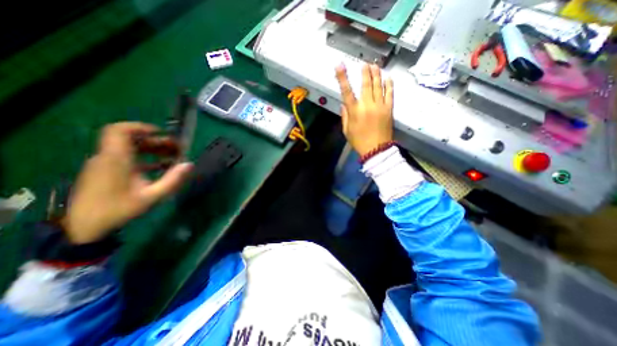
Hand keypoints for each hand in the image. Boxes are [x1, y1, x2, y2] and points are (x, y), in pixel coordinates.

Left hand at [61, 122, 192, 243]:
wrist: (83, 227)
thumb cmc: (118, 210)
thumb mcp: (152, 196)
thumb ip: (172, 180)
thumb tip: (190, 164)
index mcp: (116, 160)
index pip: (120, 131)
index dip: (141, 127)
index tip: (162, 133)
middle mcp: (108, 157)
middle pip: (131, 139)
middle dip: (157, 141)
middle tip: (176, 149)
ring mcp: (106, 164)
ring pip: (130, 148)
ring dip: (153, 149)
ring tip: (172, 157)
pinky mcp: (106, 171)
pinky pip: (127, 157)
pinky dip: (146, 158)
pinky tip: (161, 166)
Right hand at [336, 62, 391, 154]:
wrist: (376, 149)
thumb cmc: (359, 141)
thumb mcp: (346, 130)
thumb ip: (344, 116)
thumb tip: (343, 104)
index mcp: (354, 111)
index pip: (346, 91)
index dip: (342, 77)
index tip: (340, 65)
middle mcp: (367, 105)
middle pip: (366, 85)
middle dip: (365, 72)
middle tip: (365, 63)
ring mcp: (380, 106)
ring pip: (378, 86)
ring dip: (376, 74)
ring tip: (375, 65)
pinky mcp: (389, 109)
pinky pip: (390, 93)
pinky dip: (389, 84)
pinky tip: (388, 77)